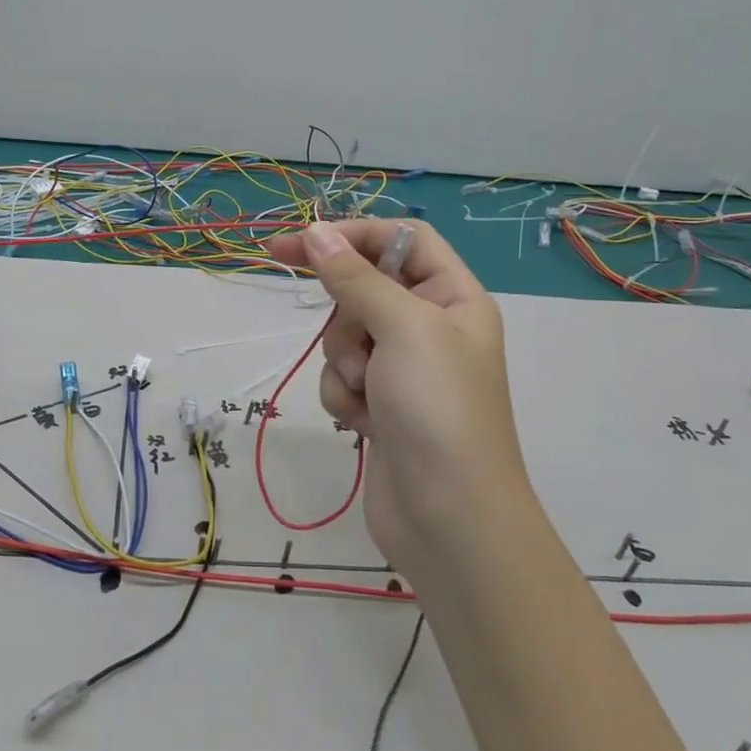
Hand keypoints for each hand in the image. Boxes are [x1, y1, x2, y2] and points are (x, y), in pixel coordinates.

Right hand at [264, 220, 528, 578]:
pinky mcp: (381, 404)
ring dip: (345, 363)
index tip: (297, 243)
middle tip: (358, 346)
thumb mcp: (401, 327)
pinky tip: (365, 426)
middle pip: (364, 288)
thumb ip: (354, 276)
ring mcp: (404, 368)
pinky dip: (345, 397)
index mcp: (453, 297)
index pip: (400, 240)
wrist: (448, 519)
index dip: (352, 235)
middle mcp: (431, 326)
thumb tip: (315, 231)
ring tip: (371, 396)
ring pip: (345, 335)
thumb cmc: (437, 408)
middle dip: (348, 318)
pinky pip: (342, 376)